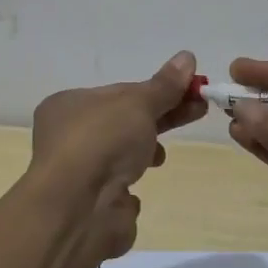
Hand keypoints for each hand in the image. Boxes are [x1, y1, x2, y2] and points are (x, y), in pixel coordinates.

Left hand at [27, 51, 207, 260]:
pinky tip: (135, 188)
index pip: (120, 91)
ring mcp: (78, 172)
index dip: (156, 90)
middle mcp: (68, 137)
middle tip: (199, 109)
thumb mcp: (138, 103)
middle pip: (124, 121)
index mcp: (69, 105)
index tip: (189, 90)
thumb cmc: (103, 141)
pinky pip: (117, 188)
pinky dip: (129, 186)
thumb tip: (187, 57)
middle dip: (161, 116)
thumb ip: (164, 85)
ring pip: (121, 154)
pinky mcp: (91, 204)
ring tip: (160, 157)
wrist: (79, 209)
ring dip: (145, 151)